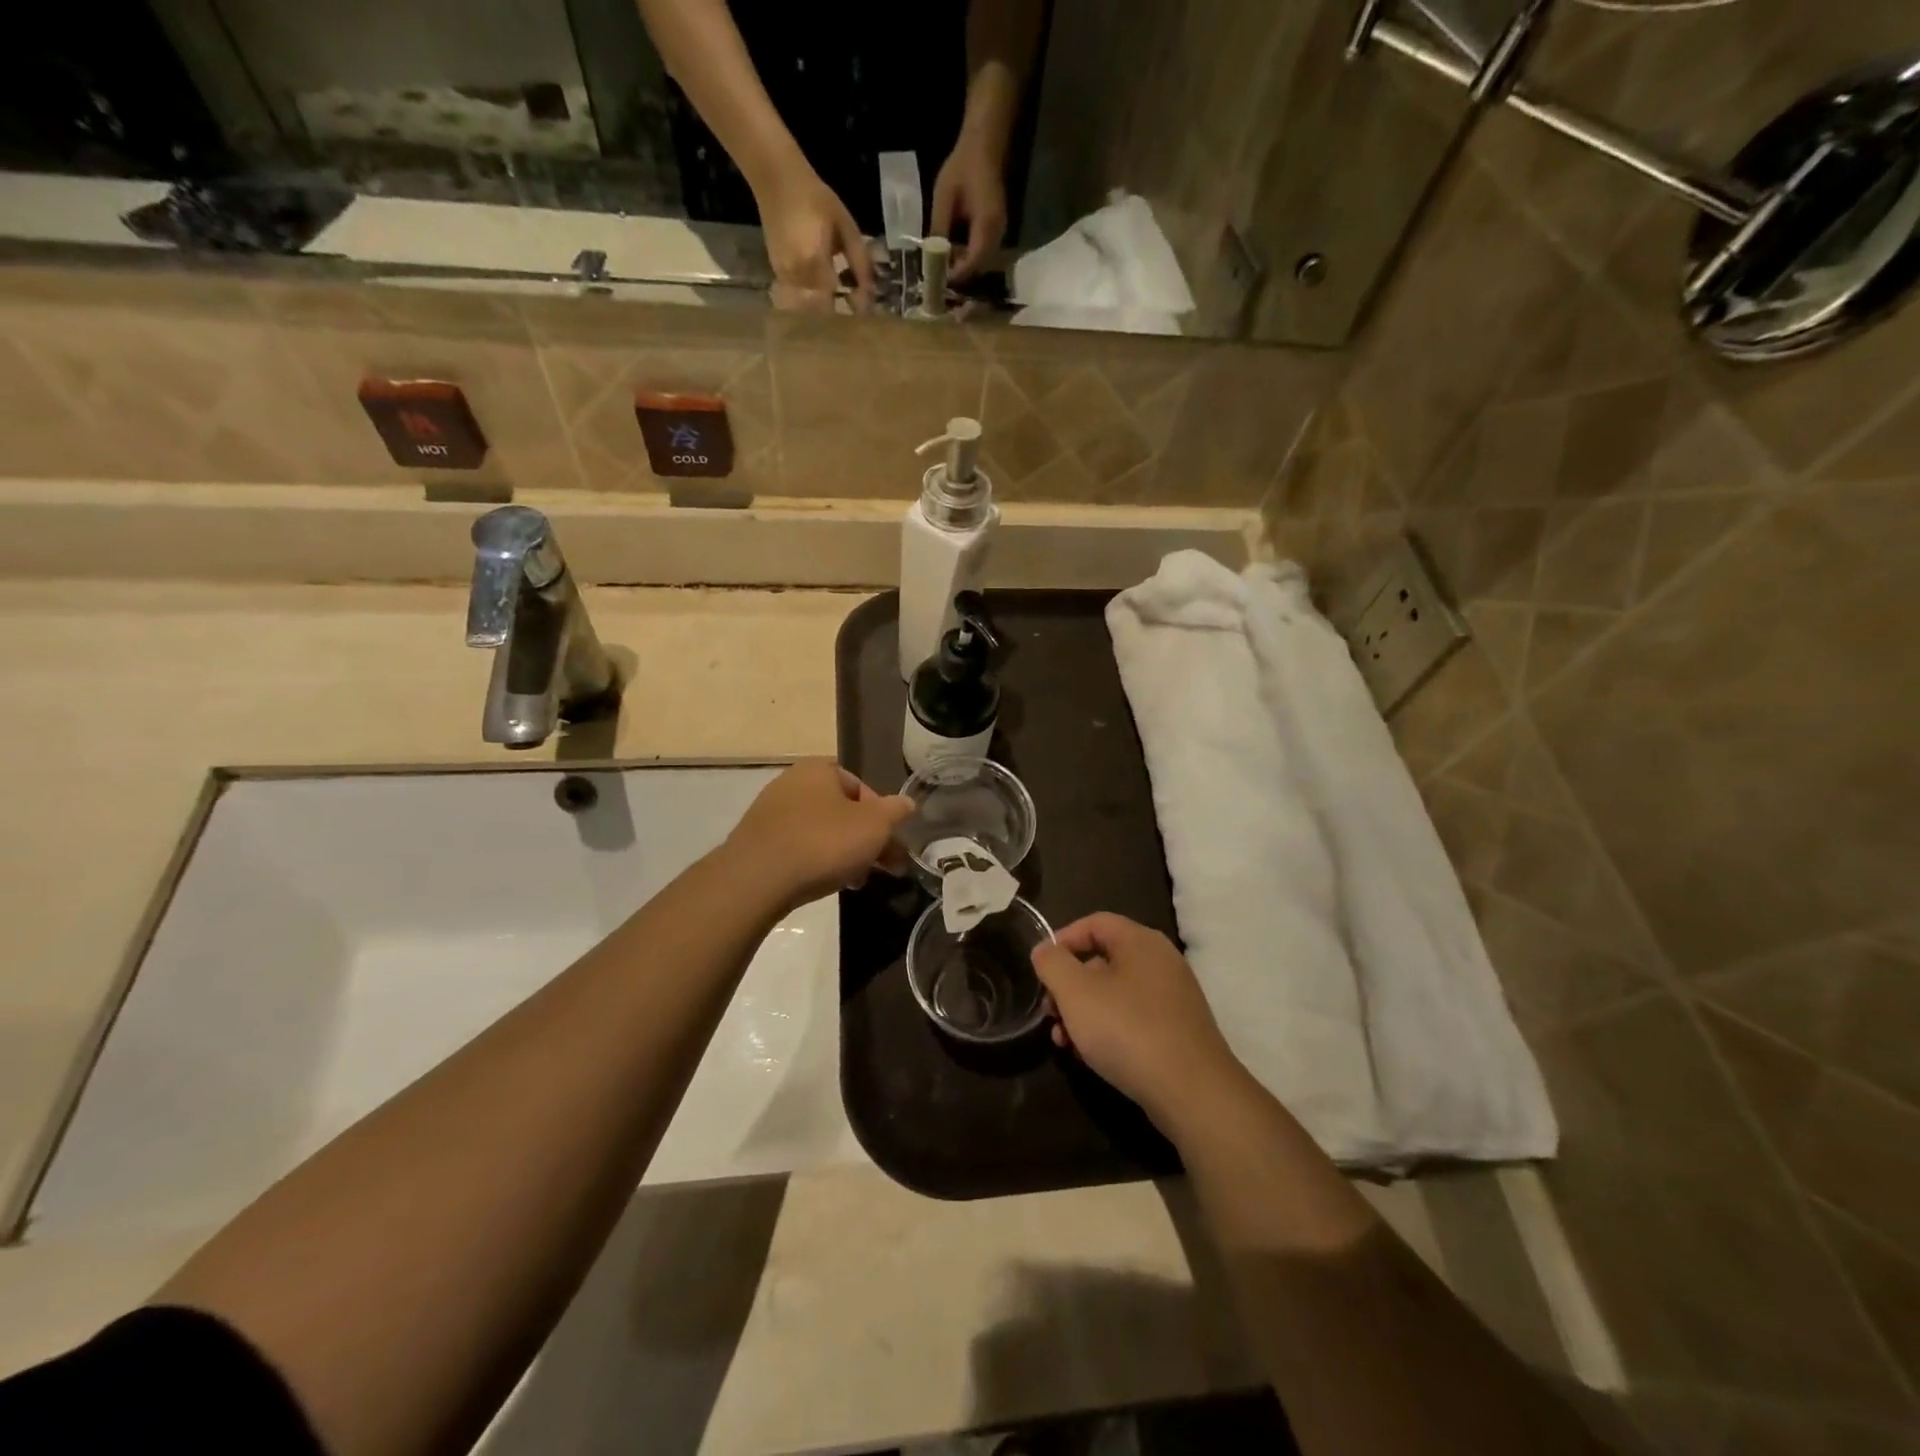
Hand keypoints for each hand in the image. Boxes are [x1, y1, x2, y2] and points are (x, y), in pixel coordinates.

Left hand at [725, 759, 910, 912]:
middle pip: (842, 812)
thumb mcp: (874, 826)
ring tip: (856, 881)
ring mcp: (770, 812)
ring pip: (821, 831)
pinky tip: (825, 883)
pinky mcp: (757, 841)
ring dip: (844, 854)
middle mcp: (791, 782)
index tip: (890, 844)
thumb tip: (907, 803)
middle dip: (865, 840)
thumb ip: (895, 812)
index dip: (882, 817)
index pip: (861, 788)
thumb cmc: (823, 842)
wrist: (758, 878)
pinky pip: (798, 847)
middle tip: (883, 868)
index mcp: (819, 769)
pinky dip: (816, 862)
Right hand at [755, 164, 874, 305]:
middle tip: (853, 304)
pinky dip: (812, 298)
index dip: (849, 310)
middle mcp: (796, 276)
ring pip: (807, 307)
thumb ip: (859, 260)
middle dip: (838, 313)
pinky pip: (797, 297)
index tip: (864, 308)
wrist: (776, 179)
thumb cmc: (814, 198)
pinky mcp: (777, 273)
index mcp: (814, 264)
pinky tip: (823, 287)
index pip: (835, 304)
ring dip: (824, 307)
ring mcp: (784, 276)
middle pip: (820, 311)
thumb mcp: (845, 225)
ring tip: (840, 296)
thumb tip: (872, 291)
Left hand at [930, 136, 1007, 280]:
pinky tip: (953, 254)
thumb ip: (939, 229)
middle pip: (979, 268)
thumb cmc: (962, 167)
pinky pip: (983, 254)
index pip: (973, 261)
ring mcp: (999, 234)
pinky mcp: (996, 232)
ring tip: (943, 267)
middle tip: (938, 277)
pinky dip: (968, 259)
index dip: (956, 274)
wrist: (983, 147)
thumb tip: (931, 258)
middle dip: (959, 275)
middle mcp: (997, 234)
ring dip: (964, 268)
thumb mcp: (944, 197)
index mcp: (986, 224)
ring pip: (982, 263)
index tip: (938, 280)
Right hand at [1031, 913, 1247, 1132]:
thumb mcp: (1076, 993)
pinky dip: (1108, 1030)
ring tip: (1064, 1043)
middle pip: (1102, 961)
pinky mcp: (1178, 1031)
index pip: (1094, 923)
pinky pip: (1133, 1019)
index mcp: (1140, 941)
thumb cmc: (1127, 1031)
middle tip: (1050, 1014)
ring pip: (1115, 994)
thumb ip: (1053, 964)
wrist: (1192, 1093)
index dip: (1063, 940)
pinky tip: (1090, 1057)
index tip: (1041, 969)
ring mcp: (1173, 998)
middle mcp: (1161, 962)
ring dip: (1083, 1013)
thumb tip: (1045, 949)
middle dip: (1069, 986)